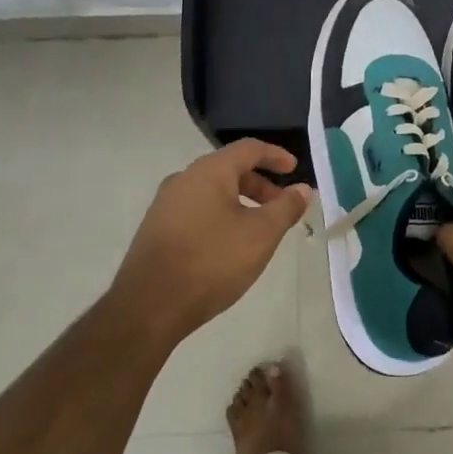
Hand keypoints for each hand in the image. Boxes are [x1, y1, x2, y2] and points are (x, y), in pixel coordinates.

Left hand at [111, 139, 312, 342]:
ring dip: (239, 202)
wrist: (149, 305)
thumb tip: (303, 189)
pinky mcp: (156, 229)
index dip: (275, 156)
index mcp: (209, 171)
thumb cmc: (212, 261)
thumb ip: (285, 208)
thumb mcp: (260, 234)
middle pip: (228, 169)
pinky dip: (219, 216)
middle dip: (259, 184)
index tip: (294, 170)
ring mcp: (165, 204)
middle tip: (281, 206)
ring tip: (258, 229)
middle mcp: (183, 179)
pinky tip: (228, 244)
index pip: (248, 149)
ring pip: (211, 191)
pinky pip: (196, 210)